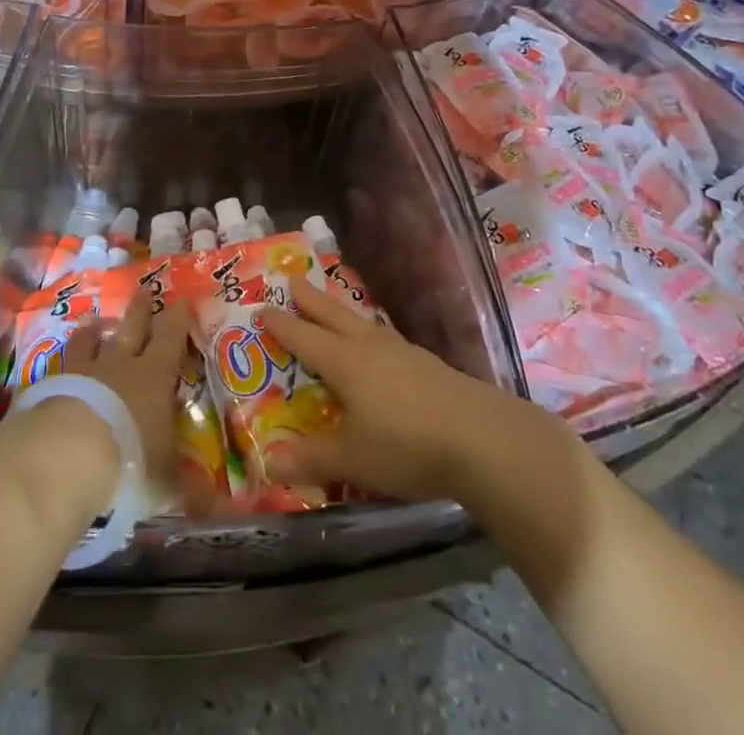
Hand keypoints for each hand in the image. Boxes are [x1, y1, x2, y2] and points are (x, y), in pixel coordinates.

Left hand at [62, 296, 190, 482]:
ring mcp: (80, 371)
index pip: (170, 338)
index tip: (182, 299)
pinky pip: (58, 367)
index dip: (177, 319)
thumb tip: (221, 508)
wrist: (63, 457)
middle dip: (140, 309)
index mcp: (152, 377)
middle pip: (131, 327)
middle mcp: (118, 364)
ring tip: (94, 321)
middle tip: (143, 289)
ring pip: (89, 340)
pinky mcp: (47, 385)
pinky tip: (58, 366)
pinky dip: (62, 364)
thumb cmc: (127, 462)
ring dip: (93, 330)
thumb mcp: (165, 482)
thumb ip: (190, 489)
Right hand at [258, 278, 527, 504]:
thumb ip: (311, 459)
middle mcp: (369, 347)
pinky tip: (378, 343)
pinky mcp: (426, 363)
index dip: (282, 324)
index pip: (304, 337)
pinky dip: (370, 332)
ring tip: (333, 306)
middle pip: (333, 315)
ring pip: (362, 322)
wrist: (480, 438)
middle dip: (310, 299)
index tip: (262, 308)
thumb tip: (267, 464)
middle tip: (292, 279)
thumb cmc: (406, 445)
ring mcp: (401, 351)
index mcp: (344, 362)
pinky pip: (385, 336)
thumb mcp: (352, 459)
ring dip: (341, 311)